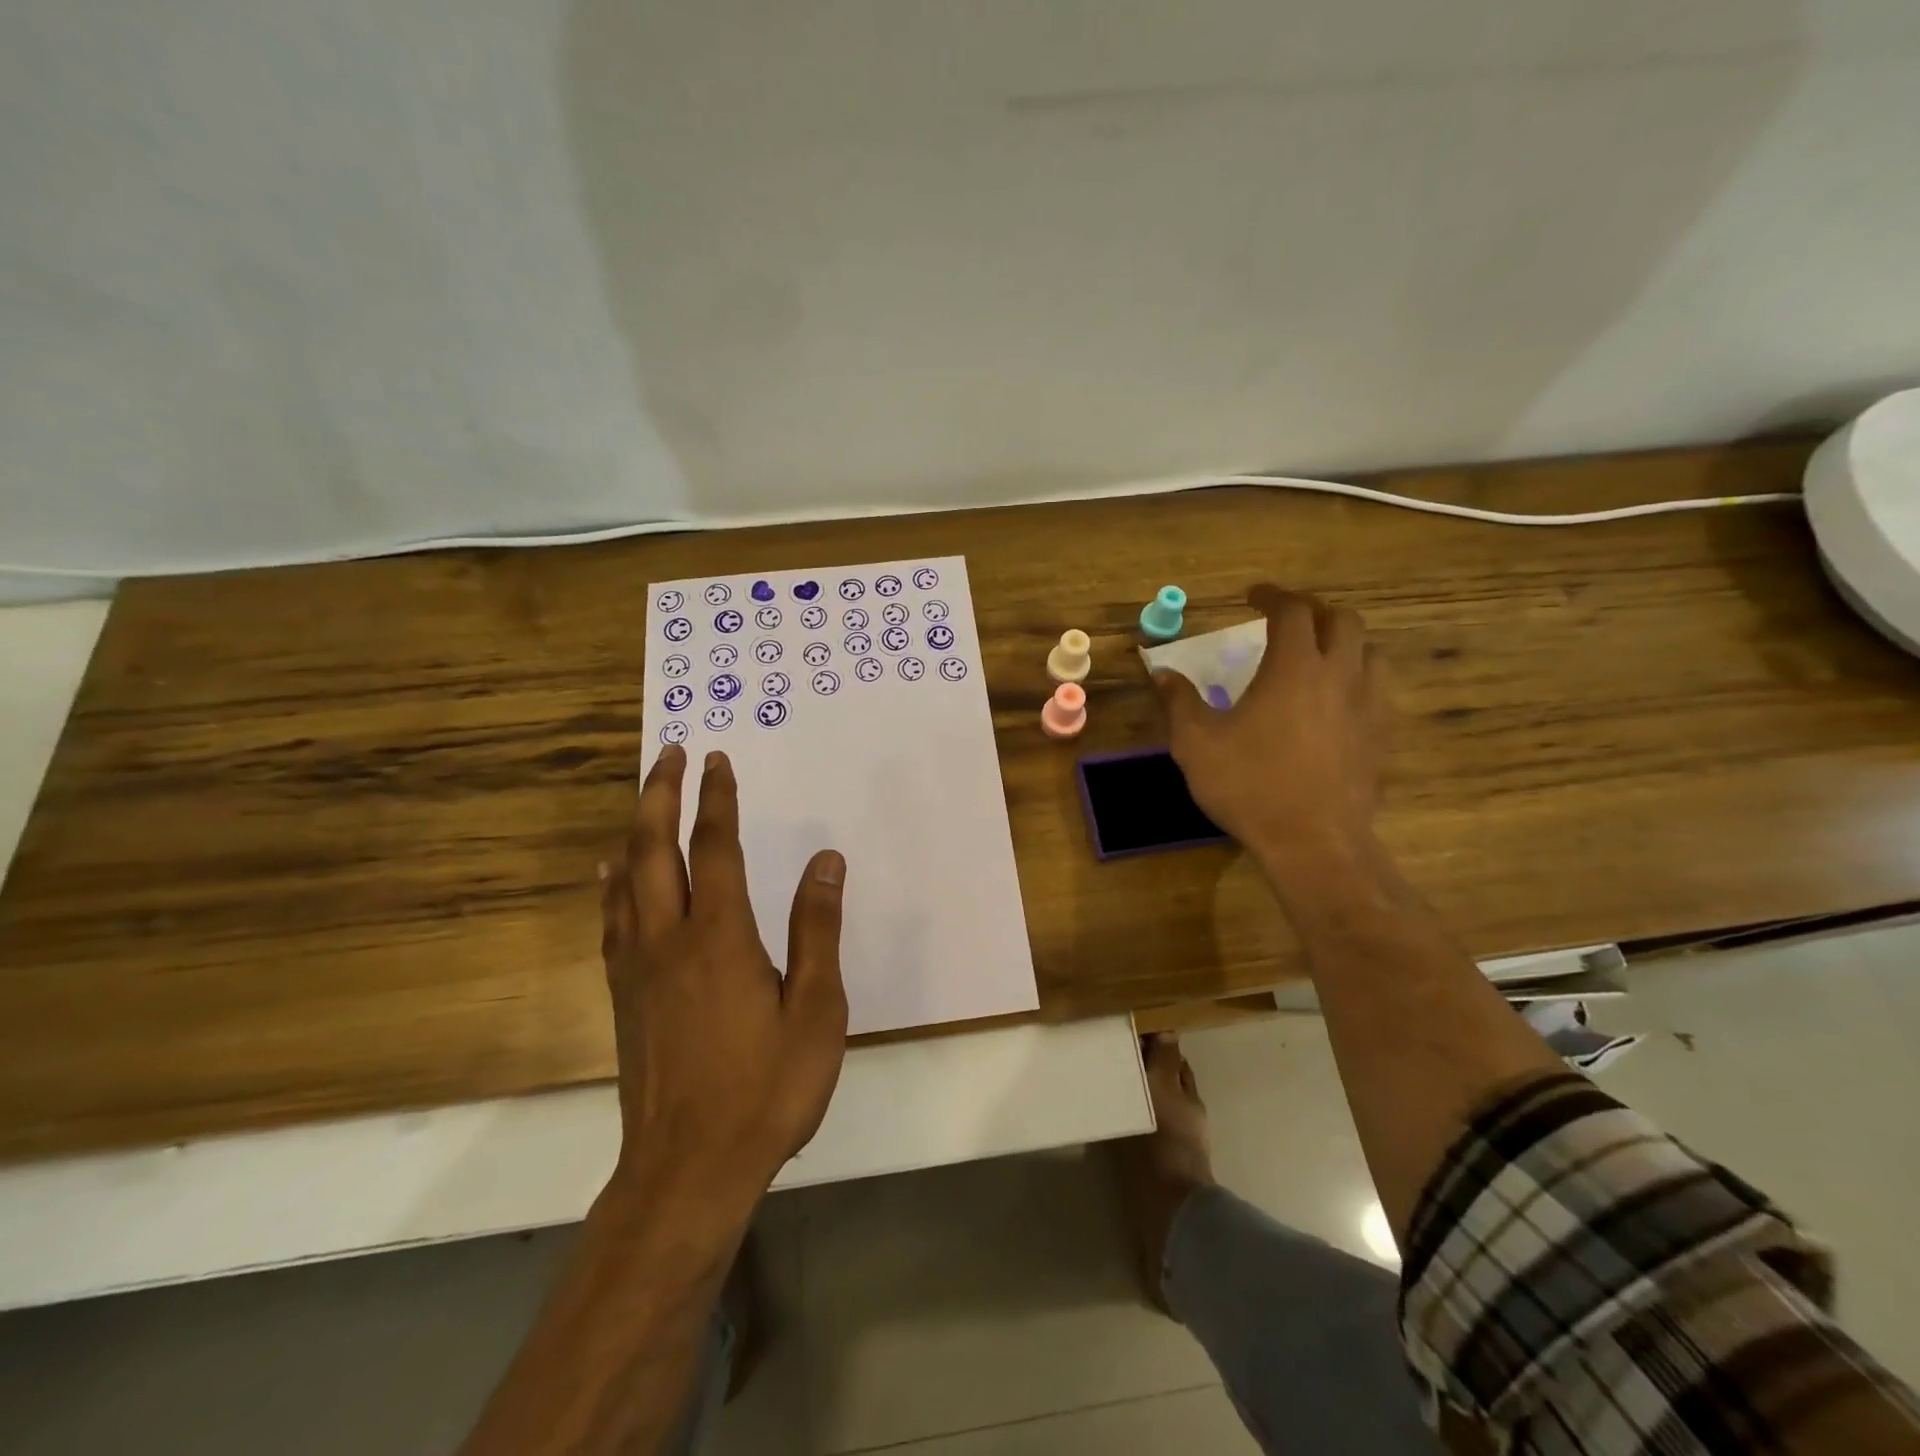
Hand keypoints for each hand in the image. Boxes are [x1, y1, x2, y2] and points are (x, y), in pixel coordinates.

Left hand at [600, 745, 848, 1208]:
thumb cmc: (765, 1088)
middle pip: (654, 849)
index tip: (717, 760)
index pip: (716, 848)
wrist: (687, 1170)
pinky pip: (611, 920)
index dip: (717, 799)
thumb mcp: (816, 1010)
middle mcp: (669, 938)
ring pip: (625, 879)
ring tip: (643, 798)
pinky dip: (612, 884)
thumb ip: (817, 930)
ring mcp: (637, 967)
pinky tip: (610, 876)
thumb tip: (825, 860)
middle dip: (660, 794)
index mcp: (720, 937)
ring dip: (635, 830)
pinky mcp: (622, 996)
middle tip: (669, 754)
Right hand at [1152, 585, 1389, 891]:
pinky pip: (1377, 691)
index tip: (1253, 596)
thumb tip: (1161, 672)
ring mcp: (1368, 706)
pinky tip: (1336, 702)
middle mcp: (1339, 675)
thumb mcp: (1196, 743)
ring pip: (1369, 652)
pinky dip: (1357, 679)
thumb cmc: (1249, 785)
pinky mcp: (1381, 737)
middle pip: (1342, 620)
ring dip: (1343, 643)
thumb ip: (1179, 701)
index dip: (1272, 596)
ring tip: (1317, 655)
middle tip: (1288, 619)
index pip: (1292, 611)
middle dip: (1314, 610)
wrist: (1313, 842)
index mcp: (1294, 667)